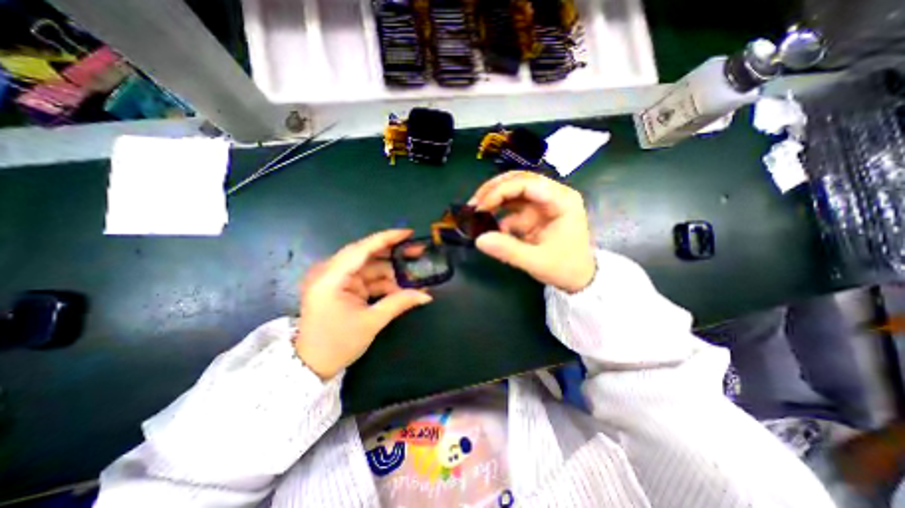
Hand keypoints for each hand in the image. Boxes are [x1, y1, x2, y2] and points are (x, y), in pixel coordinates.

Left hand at [293, 227, 428, 378]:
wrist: (312, 365)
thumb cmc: (337, 344)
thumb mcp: (371, 322)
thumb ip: (399, 303)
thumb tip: (427, 295)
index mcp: (330, 278)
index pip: (361, 249)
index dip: (386, 238)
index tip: (408, 233)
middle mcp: (330, 272)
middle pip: (367, 254)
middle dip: (393, 253)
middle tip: (418, 251)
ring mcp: (337, 279)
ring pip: (370, 266)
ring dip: (392, 270)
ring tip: (415, 272)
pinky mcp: (343, 286)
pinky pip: (368, 278)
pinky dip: (385, 282)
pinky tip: (403, 286)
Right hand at [471, 170, 599, 293]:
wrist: (579, 279)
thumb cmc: (566, 268)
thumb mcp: (537, 261)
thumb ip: (508, 250)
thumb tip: (479, 240)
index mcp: (561, 200)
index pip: (527, 184)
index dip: (501, 191)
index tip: (481, 207)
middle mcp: (552, 196)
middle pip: (519, 181)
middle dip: (494, 190)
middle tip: (473, 204)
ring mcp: (542, 204)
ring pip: (513, 191)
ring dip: (493, 199)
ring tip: (475, 211)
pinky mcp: (534, 214)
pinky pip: (512, 208)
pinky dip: (498, 214)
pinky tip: (487, 224)